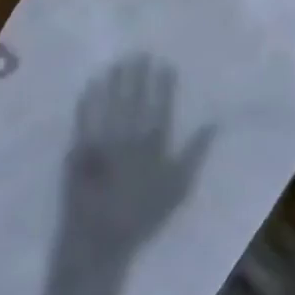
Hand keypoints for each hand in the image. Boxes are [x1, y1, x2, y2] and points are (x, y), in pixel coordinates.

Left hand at [63, 55, 212, 250]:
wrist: (100, 242)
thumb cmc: (143, 216)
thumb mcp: (178, 188)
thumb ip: (195, 153)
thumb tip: (213, 123)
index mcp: (154, 145)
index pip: (161, 105)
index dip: (163, 84)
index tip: (164, 64)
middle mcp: (130, 136)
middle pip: (136, 97)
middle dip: (138, 73)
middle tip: (139, 52)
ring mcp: (104, 139)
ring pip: (111, 100)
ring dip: (115, 79)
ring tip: (119, 61)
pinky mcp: (81, 146)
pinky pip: (86, 115)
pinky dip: (90, 98)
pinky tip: (92, 83)